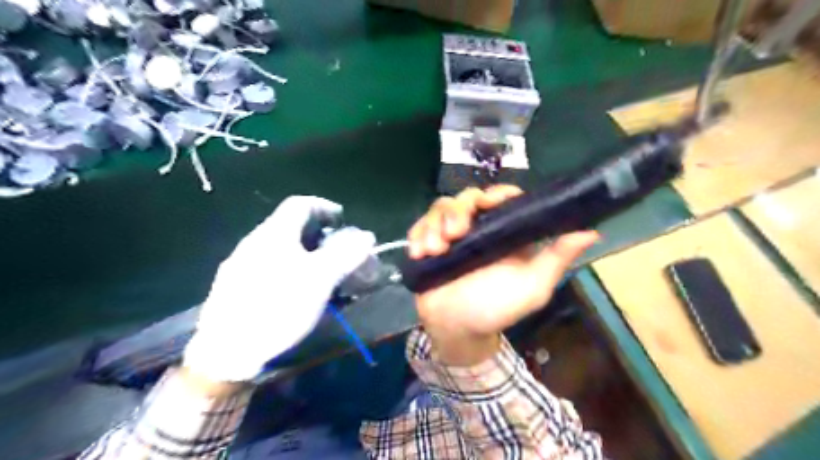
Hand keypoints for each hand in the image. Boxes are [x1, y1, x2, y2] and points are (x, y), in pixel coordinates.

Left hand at [184, 197, 374, 381]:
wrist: (227, 352)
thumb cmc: (279, 308)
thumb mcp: (320, 280)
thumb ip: (345, 254)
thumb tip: (367, 235)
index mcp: (274, 234)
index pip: (300, 204)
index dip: (324, 206)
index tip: (342, 220)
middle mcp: (254, 242)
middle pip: (289, 226)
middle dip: (317, 234)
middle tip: (336, 250)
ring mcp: (240, 264)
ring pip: (278, 248)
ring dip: (303, 252)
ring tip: (319, 271)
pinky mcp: (233, 286)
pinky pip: (268, 266)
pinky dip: (288, 268)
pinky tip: (294, 290)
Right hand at [409, 185, 595, 364]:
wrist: (458, 330)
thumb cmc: (497, 309)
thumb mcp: (532, 287)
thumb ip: (557, 259)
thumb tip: (591, 231)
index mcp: (505, 232)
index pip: (503, 199)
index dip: (497, 195)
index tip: (488, 204)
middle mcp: (479, 228)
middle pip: (467, 198)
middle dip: (457, 211)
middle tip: (454, 234)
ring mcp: (452, 235)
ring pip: (441, 208)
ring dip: (435, 224)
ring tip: (434, 250)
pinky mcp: (429, 244)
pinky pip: (420, 226)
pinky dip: (418, 234)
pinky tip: (419, 252)